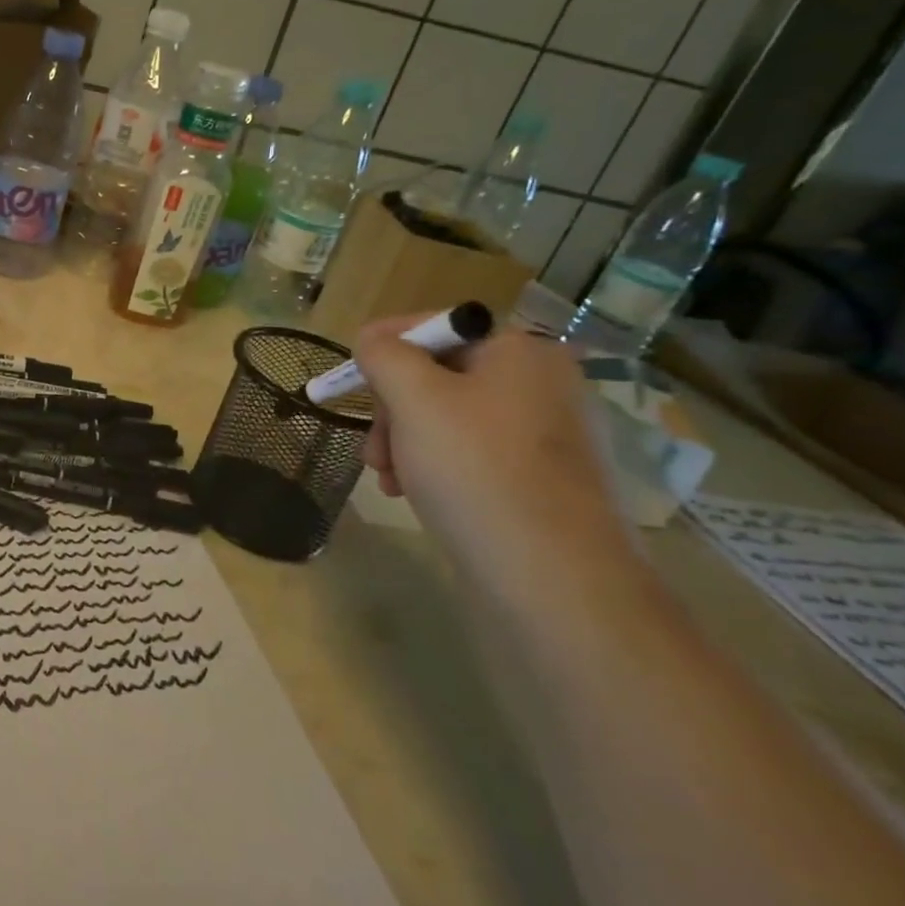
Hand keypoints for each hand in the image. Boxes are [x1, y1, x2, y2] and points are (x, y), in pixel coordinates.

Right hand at [351, 316, 624, 582]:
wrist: (554, 579)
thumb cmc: (476, 471)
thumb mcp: (414, 398)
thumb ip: (384, 354)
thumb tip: (374, 340)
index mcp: (522, 351)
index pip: (436, 326)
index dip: (385, 347)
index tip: (350, 381)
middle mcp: (542, 383)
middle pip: (438, 375)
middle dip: (394, 408)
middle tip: (374, 447)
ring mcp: (547, 435)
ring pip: (448, 418)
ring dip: (406, 440)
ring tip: (388, 478)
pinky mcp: (543, 480)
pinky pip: (472, 453)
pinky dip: (435, 465)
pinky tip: (415, 493)